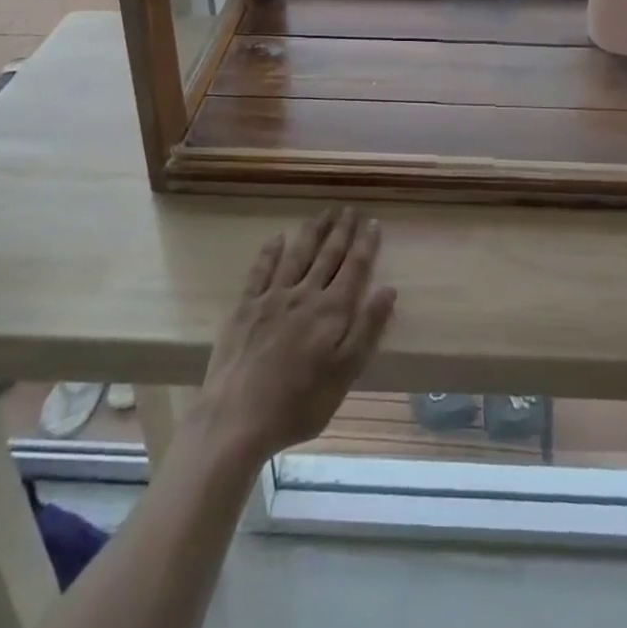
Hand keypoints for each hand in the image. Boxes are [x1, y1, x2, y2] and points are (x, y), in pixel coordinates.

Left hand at [192, 208, 396, 467]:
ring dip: (312, 231)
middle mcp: (305, 295)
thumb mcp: (344, 374)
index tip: (373, 222)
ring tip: (323, 212)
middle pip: (327, 255)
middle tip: (349, 209)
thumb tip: (388, 289)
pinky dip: (270, 251)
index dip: (365, 244)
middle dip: (341, 230)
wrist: (237, 418)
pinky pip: (261, 270)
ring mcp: (273, 297)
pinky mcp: (245, 306)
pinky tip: (278, 237)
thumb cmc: (298, 404)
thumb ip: (367, 329)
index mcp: (331, 311)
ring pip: (297, 254)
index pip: (354, 268)